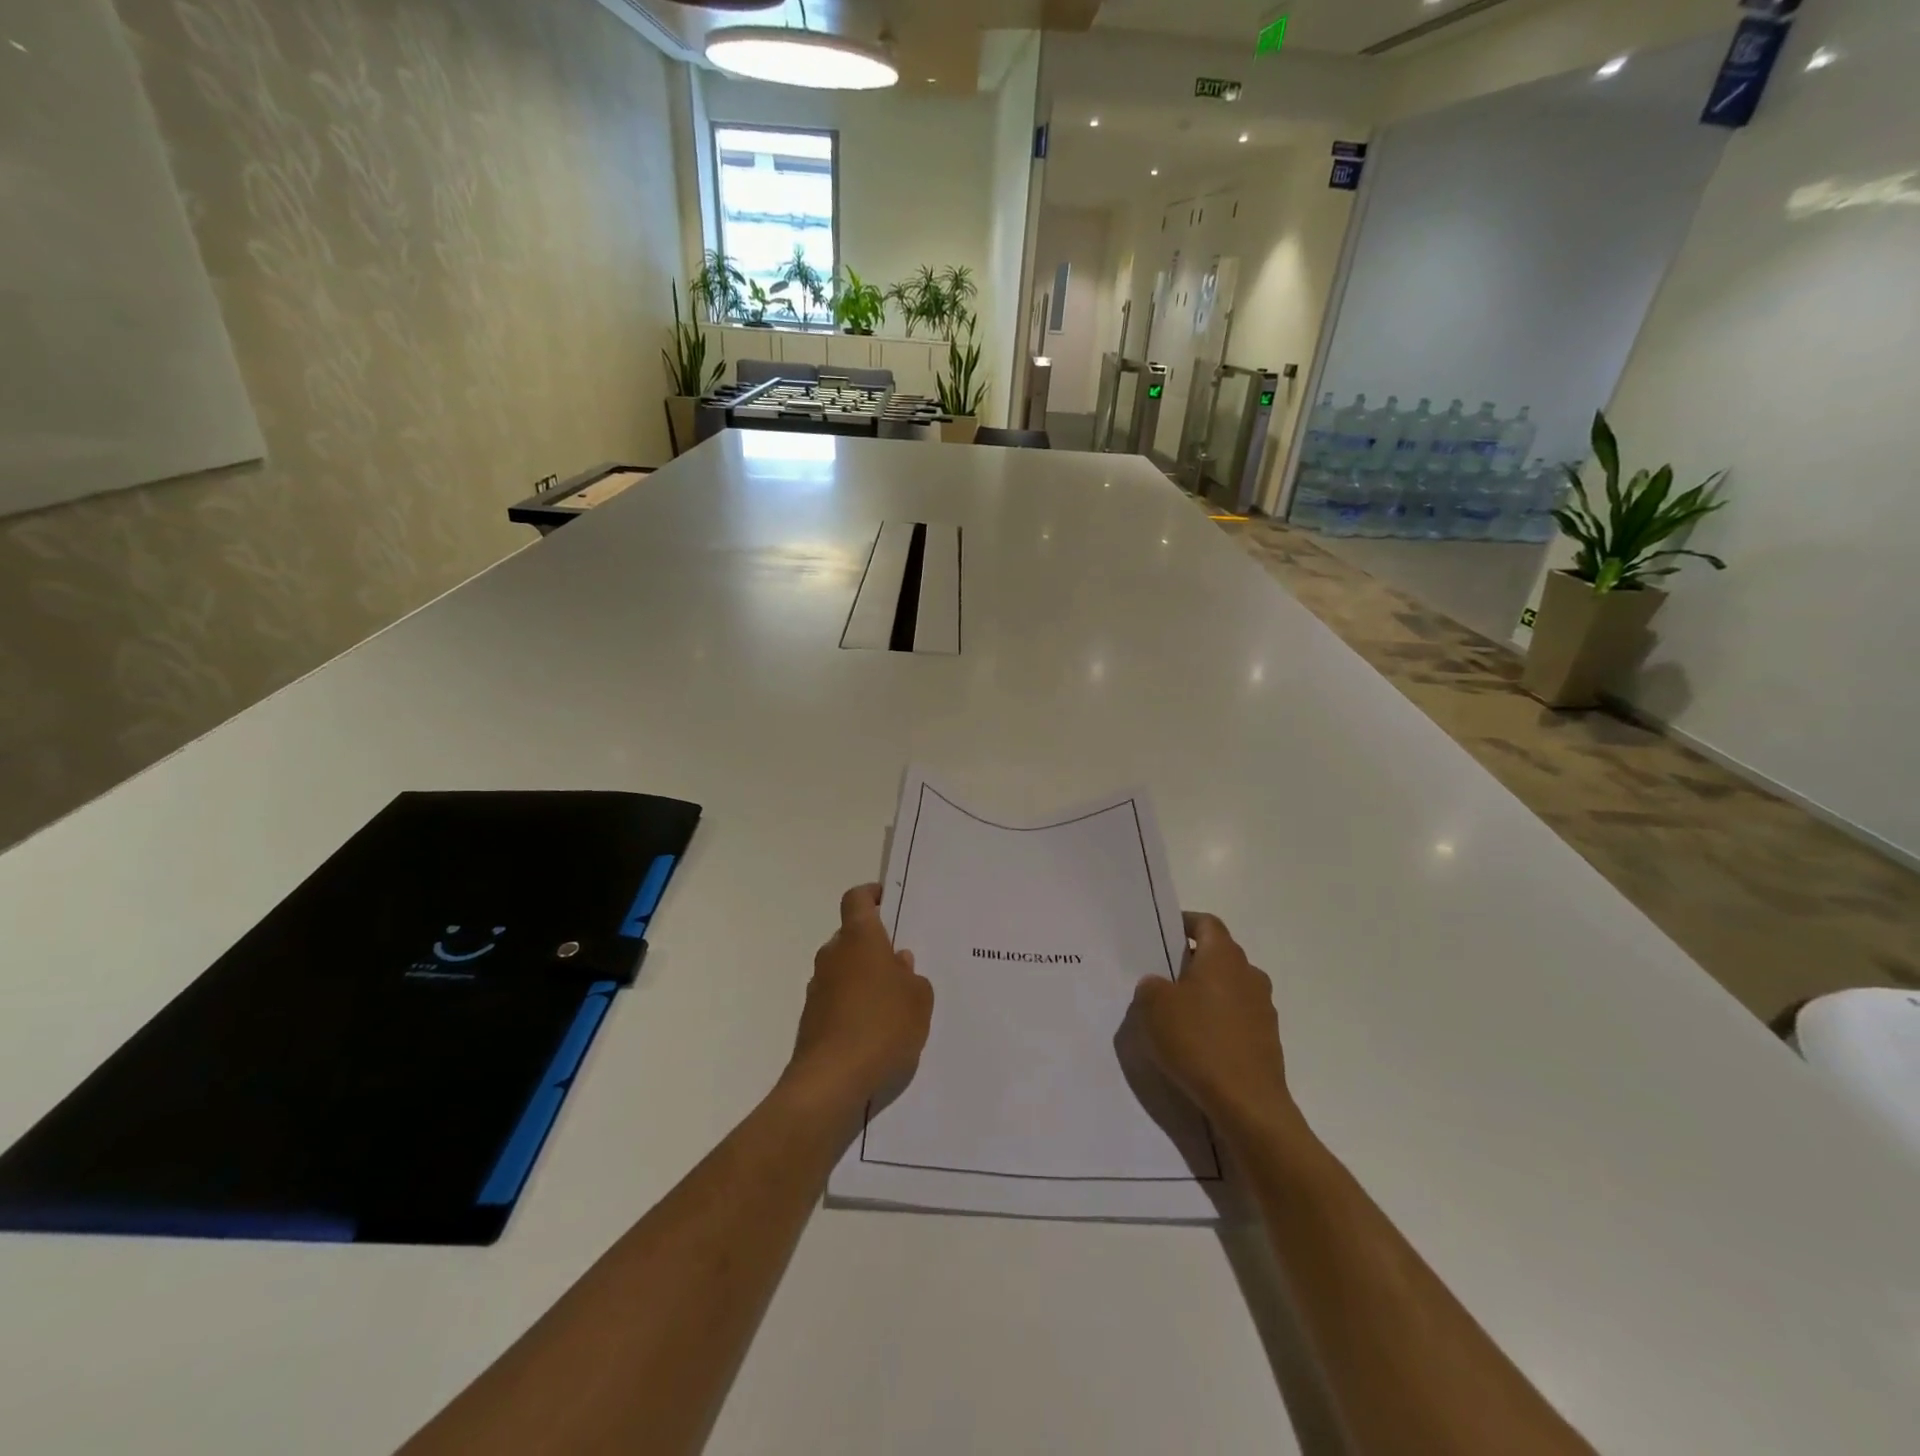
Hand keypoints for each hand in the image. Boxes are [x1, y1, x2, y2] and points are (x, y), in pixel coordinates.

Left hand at [783, 884, 933, 1125]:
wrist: (831, 1081)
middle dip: (874, 945)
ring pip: (843, 969)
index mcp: (860, 938)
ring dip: (863, 977)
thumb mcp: (919, 1000)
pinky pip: (836, 998)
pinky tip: (875, 1030)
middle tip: (902, 964)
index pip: (857, 899)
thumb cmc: (882, 1026)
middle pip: (851, 936)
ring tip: (892, 1002)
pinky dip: (853, 1004)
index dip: (871, 895)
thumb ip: (913, 977)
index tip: (887, 900)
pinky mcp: (811, 1018)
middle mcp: (833, 955)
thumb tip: (899, 964)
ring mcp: (818, 987)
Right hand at [1131, 912, 1298, 1141]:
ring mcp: (1263, 1009)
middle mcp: (1249, 975)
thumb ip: (1151, 986)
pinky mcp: (1267, 1041)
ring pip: (1230, 988)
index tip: (1165, 934)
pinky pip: (1238, 1019)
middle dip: (1193, 962)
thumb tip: (1160, 985)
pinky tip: (1199, 1045)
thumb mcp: (1153, 1006)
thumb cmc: (1198, 1042)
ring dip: (1208, 994)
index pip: (1207, 923)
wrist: (1247, 1104)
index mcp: (1223, 957)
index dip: (1186, 923)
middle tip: (1164, 977)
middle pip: (1220, 955)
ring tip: (1179, 1015)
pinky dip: (1219, 1023)